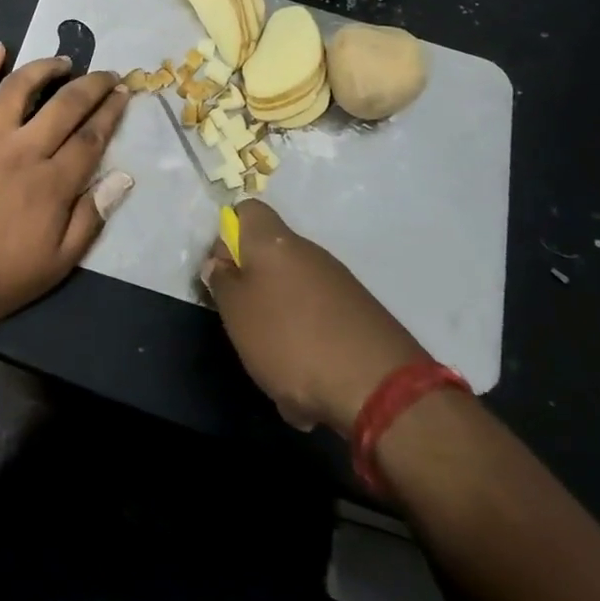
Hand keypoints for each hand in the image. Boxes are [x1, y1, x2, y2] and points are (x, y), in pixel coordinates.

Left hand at [0, 43, 132, 323]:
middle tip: (107, 73)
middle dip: (92, 85)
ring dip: (45, 68)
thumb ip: (89, 219)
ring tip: (63, 62)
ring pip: (20, 88)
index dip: (111, 112)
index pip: (91, 138)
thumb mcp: (55, 264)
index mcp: (52, 184)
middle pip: (65, 105)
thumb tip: (122, 178)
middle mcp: (24, 150)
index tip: (124, 92)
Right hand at [201, 200, 427, 434]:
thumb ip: (222, 283)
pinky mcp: (361, 316)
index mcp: (274, 242)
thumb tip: (219, 262)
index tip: (222, 271)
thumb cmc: (290, 340)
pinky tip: (308, 389)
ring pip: (293, 298)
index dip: (228, 235)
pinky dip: (309, 350)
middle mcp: (309, 252)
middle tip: (242, 327)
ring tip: (275, 371)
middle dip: (253, 292)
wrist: (380, 387)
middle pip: (269, 258)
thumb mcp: (237, 313)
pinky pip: (320, 325)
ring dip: (279, 328)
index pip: (247, 211)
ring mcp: (339, 284)